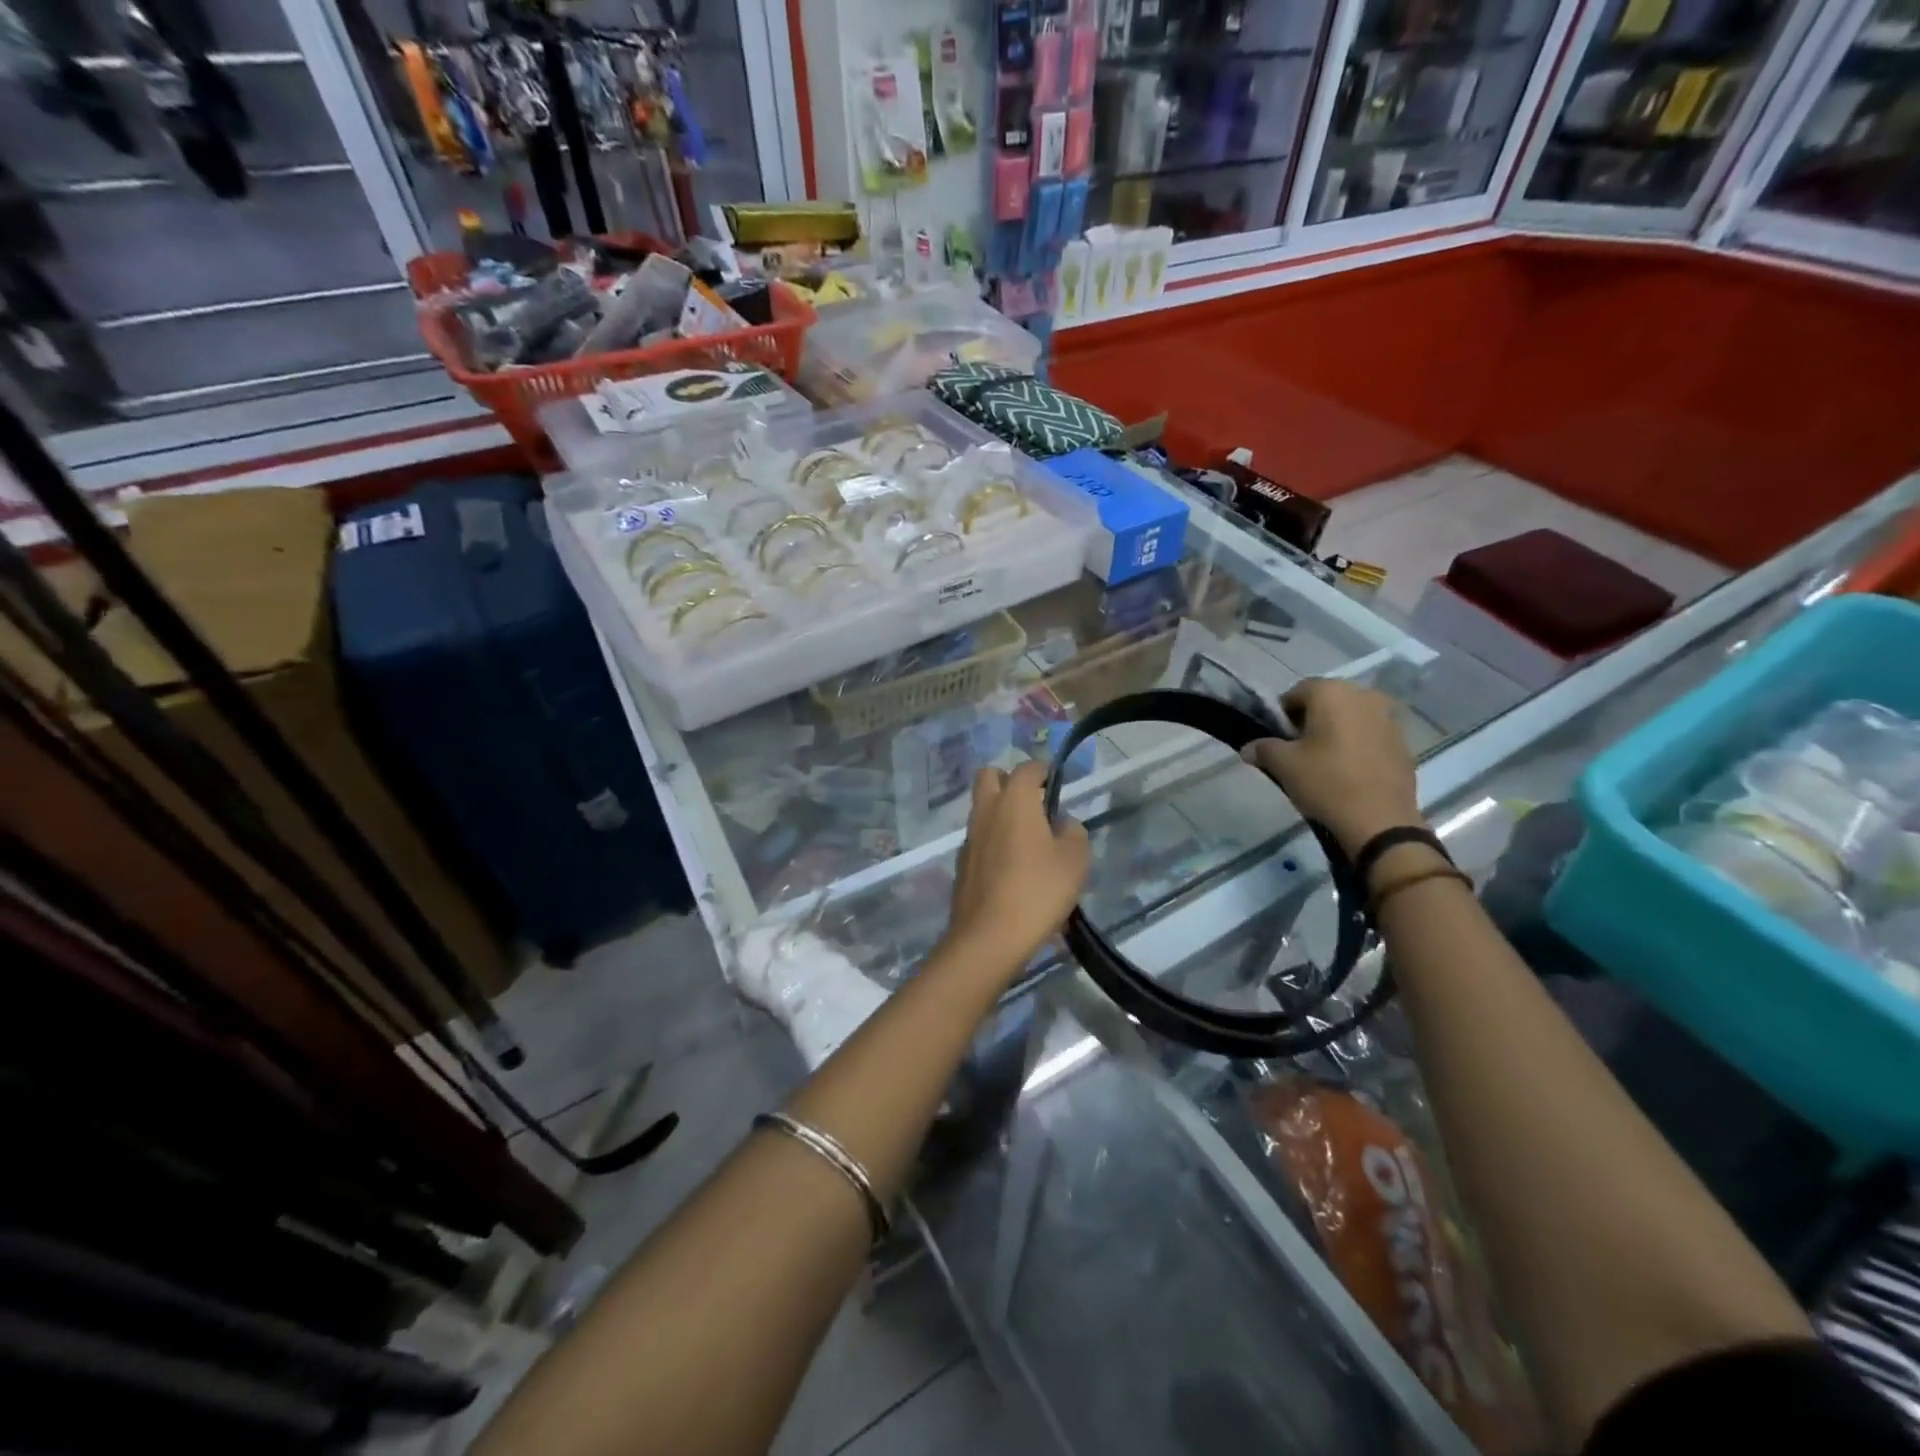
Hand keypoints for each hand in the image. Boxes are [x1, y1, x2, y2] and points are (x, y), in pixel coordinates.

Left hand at [946, 761, 1091, 970]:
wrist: (989, 937)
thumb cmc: (1039, 891)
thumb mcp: (1075, 860)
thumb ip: (1073, 833)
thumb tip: (1062, 823)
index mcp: (1014, 801)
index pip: (1027, 768)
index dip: (1043, 770)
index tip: (1055, 781)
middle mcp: (986, 811)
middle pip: (989, 777)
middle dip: (1010, 781)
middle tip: (1034, 803)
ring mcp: (970, 839)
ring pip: (983, 810)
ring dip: (1002, 814)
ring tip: (1030, 842)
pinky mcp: (962, 865)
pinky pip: (980, 841)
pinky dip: (994, 843)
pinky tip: (1014, 870)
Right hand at [1242, 678, 1423, 855]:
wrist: (1380, 821)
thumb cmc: (1326, 783)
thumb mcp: (1283, 765)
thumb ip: (1263, 749)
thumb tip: (1249, 748)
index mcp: (1332, 693)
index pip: (1297, 692)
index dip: (1283, 714)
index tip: (1278, 739)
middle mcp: (1364, 695)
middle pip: (1327, 701)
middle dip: (1311, 720)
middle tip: (1299, 750)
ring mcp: (1389, 717)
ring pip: (1351, 717)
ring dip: (1336, 731)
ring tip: (1325, 761)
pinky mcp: (1403, 742)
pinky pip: (1371, 734)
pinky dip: (1357, 744)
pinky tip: (1349, 771)